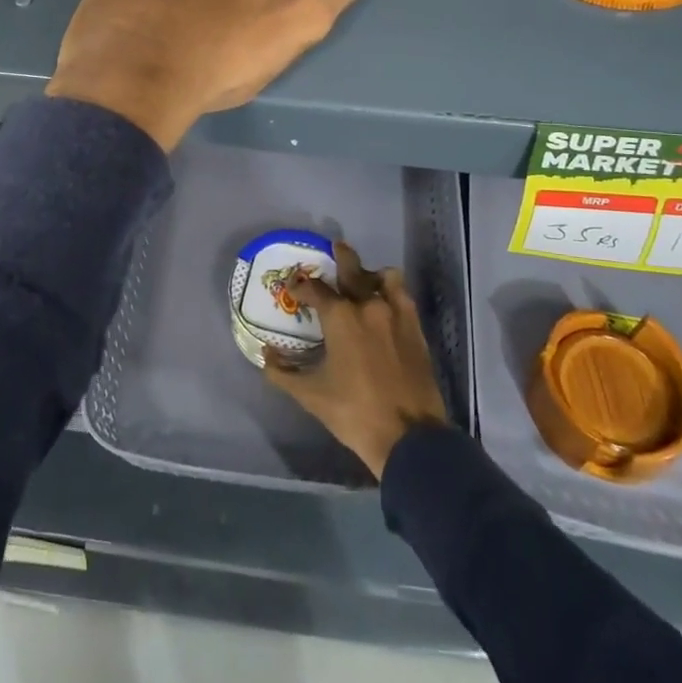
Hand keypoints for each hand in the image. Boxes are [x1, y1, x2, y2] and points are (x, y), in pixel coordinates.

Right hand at [264, 249, 450, 479]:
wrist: (408, 436)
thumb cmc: (354, 412)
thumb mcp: (310, 395)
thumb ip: (283, 373)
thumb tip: (266, 356)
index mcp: (341, 318)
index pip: (315, 289)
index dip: (301, 285)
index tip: (294, 287)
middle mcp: (368, 305)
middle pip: (353, 268)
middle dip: (341, 256)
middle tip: (335, 246)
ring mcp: (396, 314)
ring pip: (384, 277)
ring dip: (371, 275)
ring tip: (364, 281)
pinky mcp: (416, 327)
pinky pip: (403, 295)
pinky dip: (392, 291)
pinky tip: (386, 303)